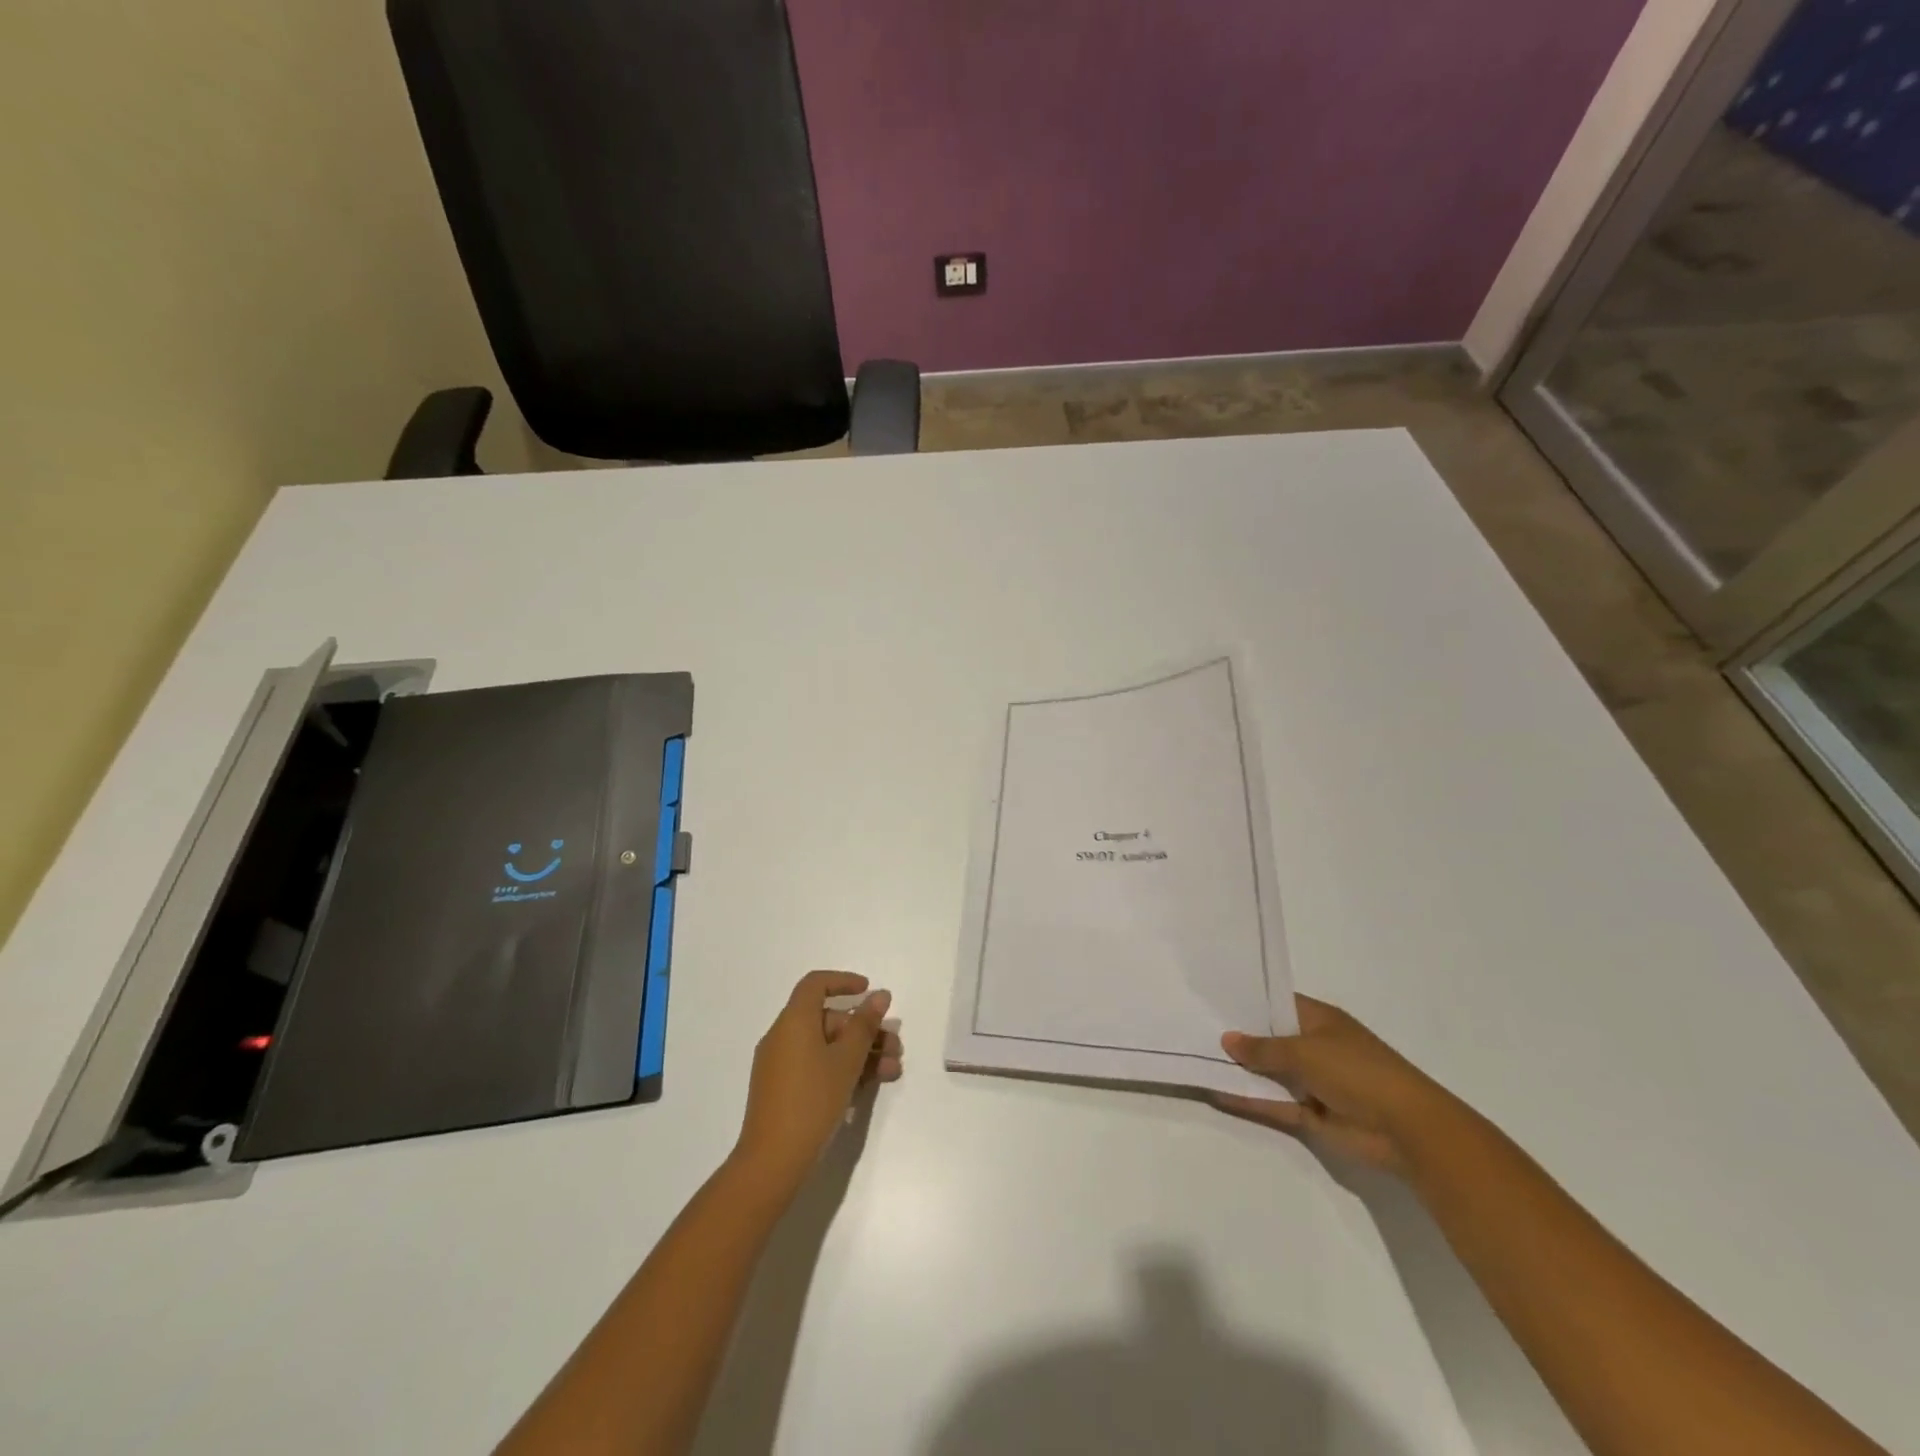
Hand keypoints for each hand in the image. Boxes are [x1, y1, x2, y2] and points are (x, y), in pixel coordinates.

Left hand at [732, 971, 902, 1191]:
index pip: (816, 984)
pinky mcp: (782, 1089)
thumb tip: (879, 995)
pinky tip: (868, 1088)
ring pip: (826, 1046)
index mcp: (794, 1021)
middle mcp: (783, 1036)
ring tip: (891, 1072)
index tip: (870, 992)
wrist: (772, 1162)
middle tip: (895, 1047)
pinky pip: (816, 1065)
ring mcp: (780, 1064)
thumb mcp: (846, 1060)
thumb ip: (864, 1025)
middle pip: (828, 1019)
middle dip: (865, 1030)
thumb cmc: (813, 1101)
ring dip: (860, 1053)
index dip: (844, 982)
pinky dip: (842, 1069)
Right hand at [1212, 995, 1455, 1173]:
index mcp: (1319, 1020)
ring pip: (1269, 1073)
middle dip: (1238, 1036)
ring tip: (1196, 1058)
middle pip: (1270, 1039)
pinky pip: (1273, 1103)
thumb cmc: (1357, 1071)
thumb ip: (1263, 1047)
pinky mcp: (1311, 1114)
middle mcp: (1314, 1047)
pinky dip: (1249, 1100)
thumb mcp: (1304, 1050)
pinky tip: (1216, 1092)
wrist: (1406, 1129)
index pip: (1277, 1004)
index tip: (1212, 999)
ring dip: (1241, 1070)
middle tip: (1193, 1026)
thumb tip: (1227, 1039)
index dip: (1248, 1001)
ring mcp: (1313, 1082)